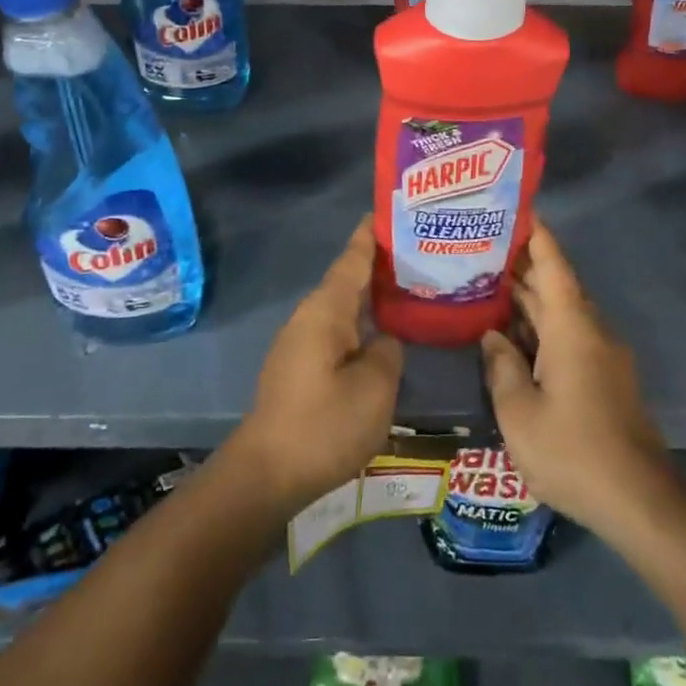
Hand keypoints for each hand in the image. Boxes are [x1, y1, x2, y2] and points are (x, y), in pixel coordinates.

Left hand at [227, 217, 403, 516]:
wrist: (267, 473)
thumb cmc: (324, 424)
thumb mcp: (375, 388)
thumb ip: (388, 352)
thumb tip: (384, 339)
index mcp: (326, 310)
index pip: (352, 260)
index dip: (370, 236)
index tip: (388, 212)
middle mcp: (309, 317)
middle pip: (347, 281)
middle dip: (378, 267)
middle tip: (418, 254)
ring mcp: (300, 342)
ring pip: (342, 308)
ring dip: (370, 298)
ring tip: (407, 292)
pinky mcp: (299, 367)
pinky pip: (336, 331)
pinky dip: (360, 324)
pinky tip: (381, 336)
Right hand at [481, 224, 672, 540]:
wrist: (641, 502)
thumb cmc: (573, 451)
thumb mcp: (519, 412)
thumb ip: (500, 366)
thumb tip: (491, 336)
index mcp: (571, 328)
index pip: (553, 265)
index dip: (536, 234)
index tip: (516, 207)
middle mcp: (590, 331)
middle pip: (555, 286)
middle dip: (521, 265)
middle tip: (481, 246)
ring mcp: (601, 356)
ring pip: (560, 313)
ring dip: (528, 299)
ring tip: (487, 283)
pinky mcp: (604, 379)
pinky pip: (568, 336)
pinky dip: (539, 327)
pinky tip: (511, 335)